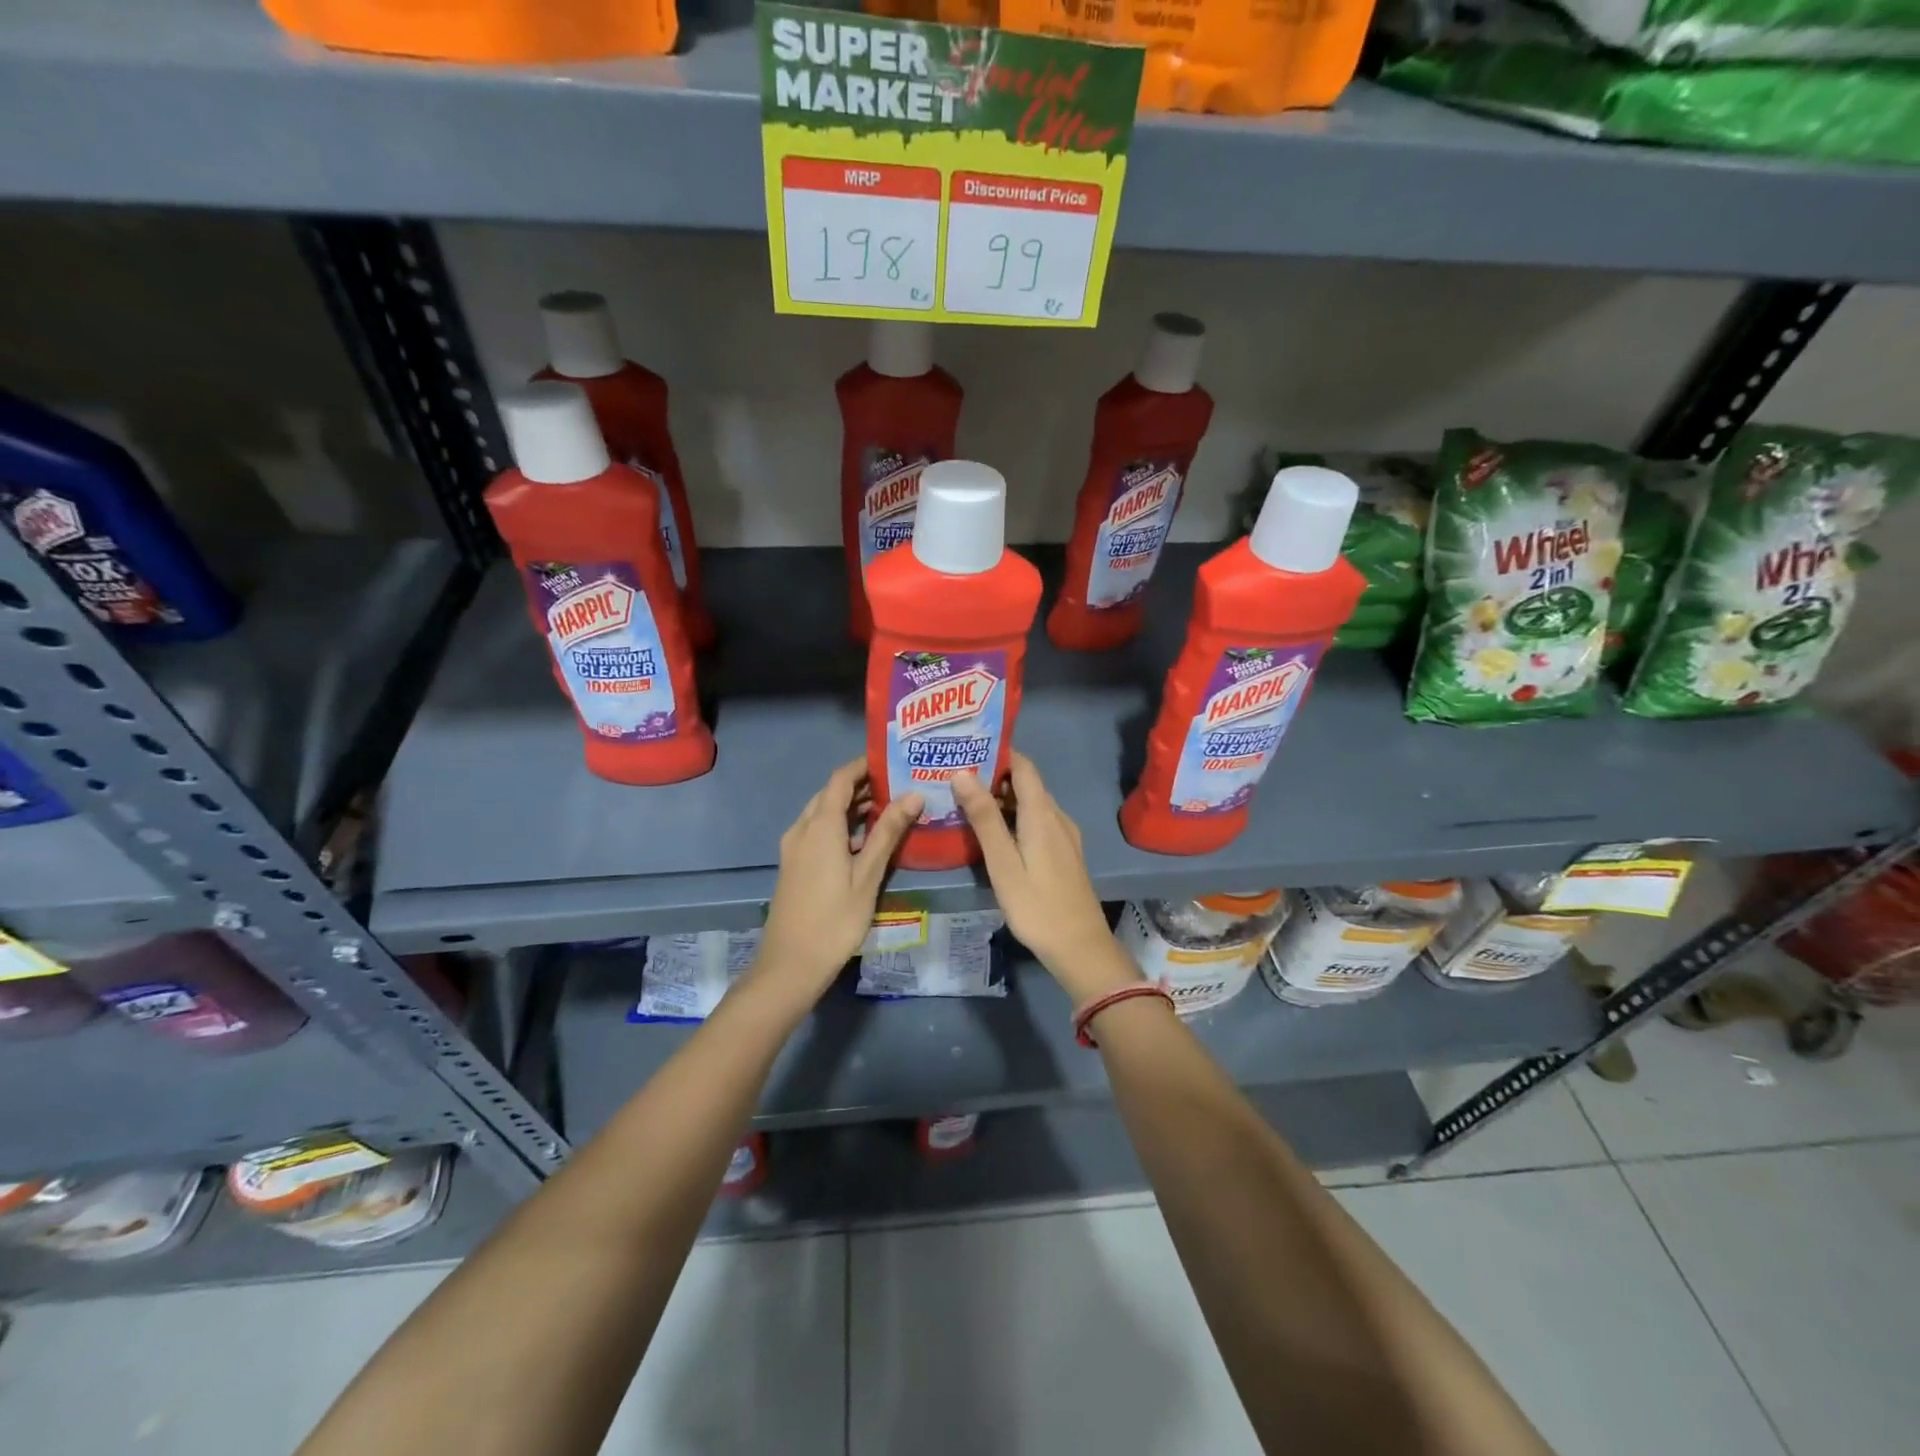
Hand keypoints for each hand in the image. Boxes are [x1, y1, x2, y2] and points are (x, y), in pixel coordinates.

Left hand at [753, 758, 921, 1008]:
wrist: (790, 965)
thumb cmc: (834, 920)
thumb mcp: (868, 876)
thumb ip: (888, 833)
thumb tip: (913, 794)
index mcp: (820, 826)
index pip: (841, 779)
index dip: (864, 766)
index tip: (892, 760)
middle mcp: (803, 829)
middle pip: (831, 794)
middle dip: (862, 786)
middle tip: (899, 784)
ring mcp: (794, 848)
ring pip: (823, 813)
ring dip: (852, 807)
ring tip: (889, 808)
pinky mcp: (794, 865)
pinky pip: (818, 831)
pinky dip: (841, 826)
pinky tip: (865, 840)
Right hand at [952, 753, 1140, 1003]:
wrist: (1080, 947)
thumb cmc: (1037, 906)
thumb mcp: (1003, 863)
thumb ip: (984, 818)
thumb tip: (962, 773)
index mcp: (1042, 814)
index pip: (1022, 766)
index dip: (997, 752)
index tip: (966, 748)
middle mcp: (1057, 817)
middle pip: (1026, 783)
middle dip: (993, 775)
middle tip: (955, 776)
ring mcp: (1064, 836)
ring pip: (1031, 804)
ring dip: (1002, 798)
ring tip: (966, 801)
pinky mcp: (1063, 853)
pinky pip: (1037, 821)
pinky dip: (1014, 817)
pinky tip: (993, 832)